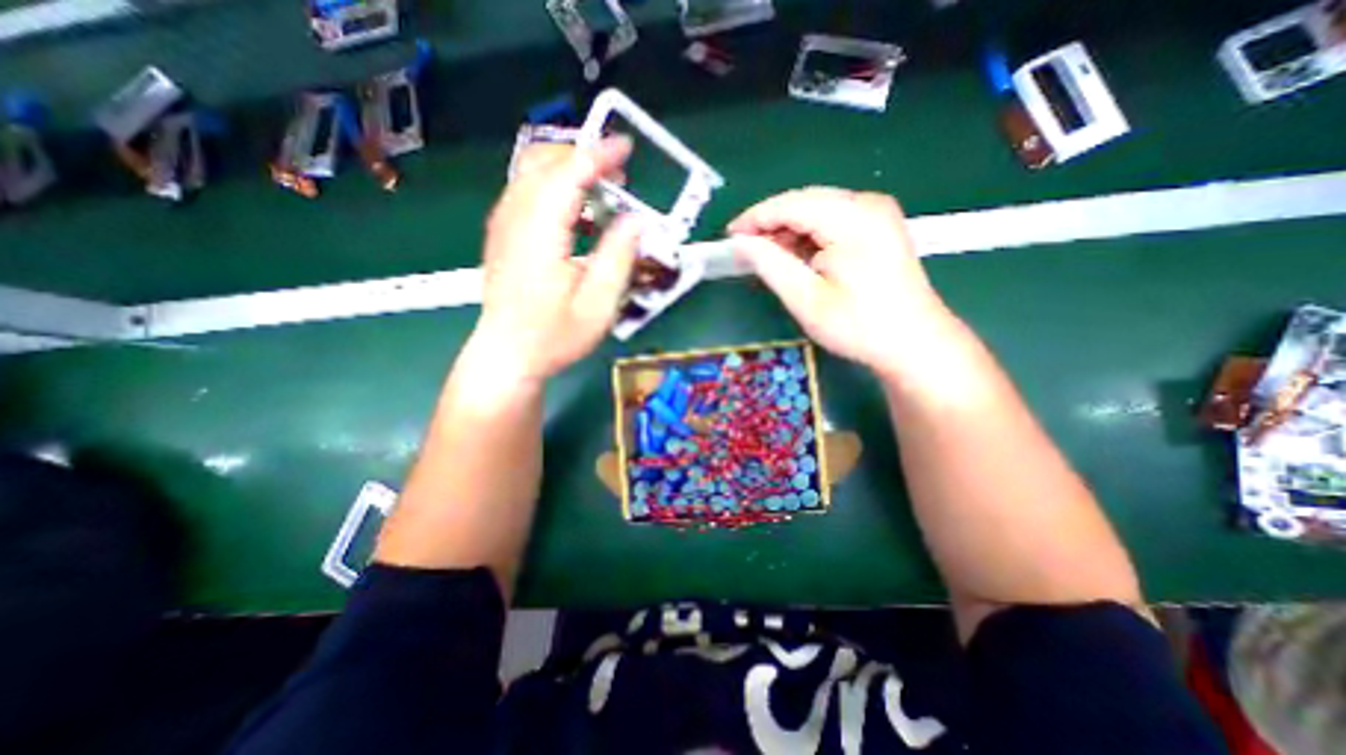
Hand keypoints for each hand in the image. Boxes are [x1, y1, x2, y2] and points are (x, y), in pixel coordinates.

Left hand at [472, 134, 639, 382]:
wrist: (507, 355)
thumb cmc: (554, 336)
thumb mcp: (598, 305)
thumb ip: (618, 258)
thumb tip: (636, 220)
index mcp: (539, 233)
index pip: (568, 173)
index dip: (599, 155)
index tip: (627, 148)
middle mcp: (514, 218)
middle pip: (543, 161)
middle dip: (583, 155)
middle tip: (618, 174)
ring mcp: (503, 224)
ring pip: (531, 172)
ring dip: (569, 169)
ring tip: (603, 190)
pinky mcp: (502, 234)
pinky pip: (526, 192)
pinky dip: (554, 187)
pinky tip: (576, 212)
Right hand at [726, 189, 955, 375]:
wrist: (913, 343)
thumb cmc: (858, 326)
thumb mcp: (806, 299)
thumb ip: (770, 265)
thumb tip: (741, 243)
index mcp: (852, 218)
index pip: (790, 204)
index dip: (755, 218)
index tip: (730, 237)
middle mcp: (867, 204)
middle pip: (804, 202)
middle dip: (771, 224)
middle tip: (745, 250)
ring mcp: (876, 213)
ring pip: (817, 211)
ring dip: (789, 232)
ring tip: (768, 258)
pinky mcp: (878, 226)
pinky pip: (832, 221)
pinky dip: (808, 237)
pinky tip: (797, 258)